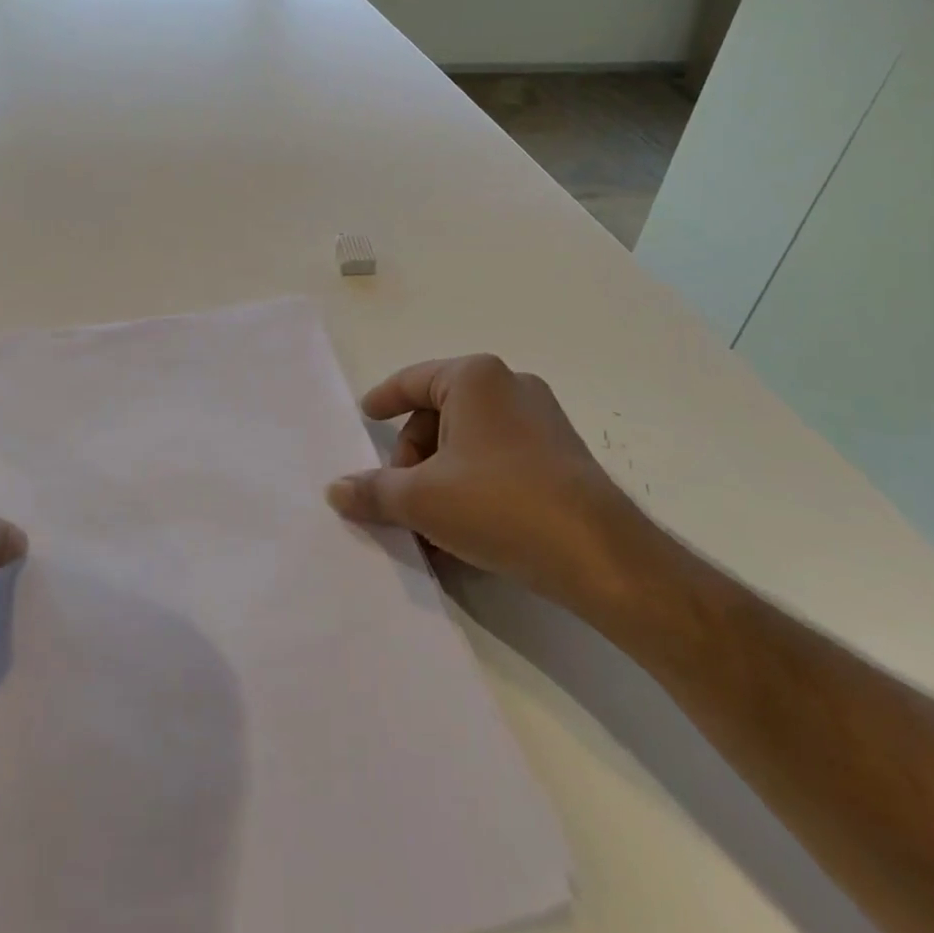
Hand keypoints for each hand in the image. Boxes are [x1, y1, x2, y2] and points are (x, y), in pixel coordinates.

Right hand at [326, 355, 655, 616]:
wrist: (598, 554)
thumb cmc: (498, 504)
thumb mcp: (421, 499)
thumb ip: (372, 491)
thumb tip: (335, 490)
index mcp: (474, 378)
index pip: (412, 380)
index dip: (383, 399)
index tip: (366, 415)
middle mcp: (510, 385)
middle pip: (440, 412)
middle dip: (413, 453)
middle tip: (400, 494)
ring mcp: (542, 417)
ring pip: (469, 437)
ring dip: (441, 472)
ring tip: (431, 519)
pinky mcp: (561, 452)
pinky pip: (499, 455)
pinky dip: (473, 480)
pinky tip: (467, 523)